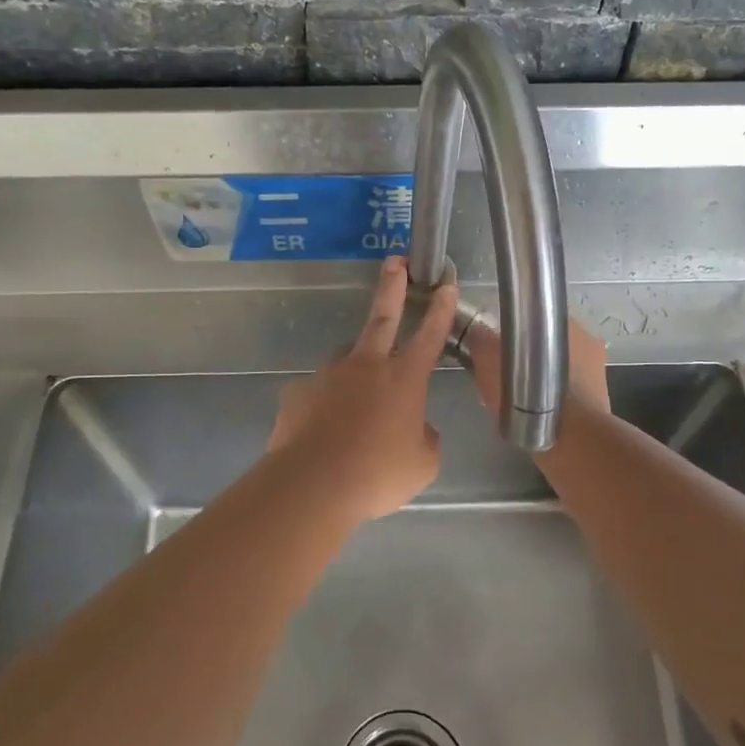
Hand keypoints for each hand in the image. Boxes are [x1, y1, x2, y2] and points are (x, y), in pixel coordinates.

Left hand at [267, 257, 459, 522]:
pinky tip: (325, 428)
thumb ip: (425, 437)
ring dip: (356, 365)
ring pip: (347, 358)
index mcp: (404, 378)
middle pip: (382, 317)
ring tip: (358, 398)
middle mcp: (366, 366)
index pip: (429, 335)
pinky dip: (327, 403)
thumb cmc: (378, 474)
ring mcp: (329, 375)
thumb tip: (416, 427)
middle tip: (395, 261)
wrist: (313, 484)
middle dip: (392, 287)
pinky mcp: (299, 392)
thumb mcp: (422, 463)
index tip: (444, 284)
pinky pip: (319, 393)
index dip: (440, 309)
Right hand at [464, 313, 610, 418]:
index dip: (515, 330)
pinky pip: (569, 393)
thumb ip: (482, 342)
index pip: (536, 317)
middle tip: (505, 375)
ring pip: (560, 369)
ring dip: (541, 379)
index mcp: (567, 324)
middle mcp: (588, 342)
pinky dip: (553, 399)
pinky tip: (536, 413)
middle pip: (548, 344)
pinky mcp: (600, 401)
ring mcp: (597, 372)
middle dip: (529, 356)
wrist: (570, 441)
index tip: (500, 347)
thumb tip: (478, 332)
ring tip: (518, 398)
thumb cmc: (530, 395)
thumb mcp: (491, 364)